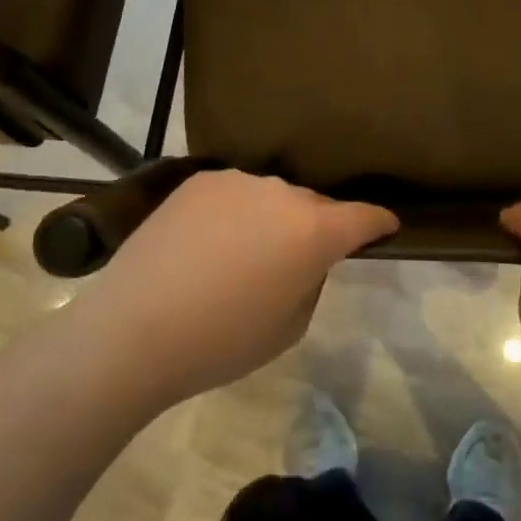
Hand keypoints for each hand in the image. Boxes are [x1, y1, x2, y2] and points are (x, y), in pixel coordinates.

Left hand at [68, 170, 397, 409]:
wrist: (135, 328)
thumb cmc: (222, 341)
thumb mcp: (290, 326)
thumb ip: (311, 278)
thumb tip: (306, 255)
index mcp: (313, 230)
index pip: (363, 216)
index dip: (378, 222)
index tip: (385, 226)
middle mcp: (281, 192)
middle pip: (314, 204)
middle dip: (316, 226)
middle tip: (296, 259)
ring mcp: (237, 180)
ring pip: (271, 197)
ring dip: (271, 218)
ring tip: (243, 254)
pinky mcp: (199, 180)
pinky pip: (234, 194)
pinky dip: (235, 212)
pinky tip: (209, 243)